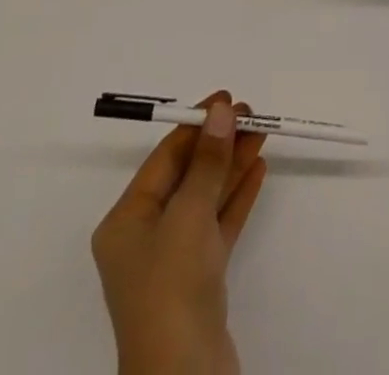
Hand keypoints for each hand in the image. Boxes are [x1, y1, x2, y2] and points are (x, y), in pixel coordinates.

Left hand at [92, 91, 268, 374]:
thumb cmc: (172, 288)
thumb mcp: (188, 216)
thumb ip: (208, 161)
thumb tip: (221, 111)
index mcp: (127, 220)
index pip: (164, 158)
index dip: (196, 125)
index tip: (227, 99)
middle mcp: (146, 237)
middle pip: (187, 176)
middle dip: (219, 143)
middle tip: (251, 113)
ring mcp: (174, 261)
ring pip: (206, 198)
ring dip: (233, 165)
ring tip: (262, 132)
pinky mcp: (200, 281)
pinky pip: (219, 226)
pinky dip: (237, 197)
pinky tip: (258, 170)